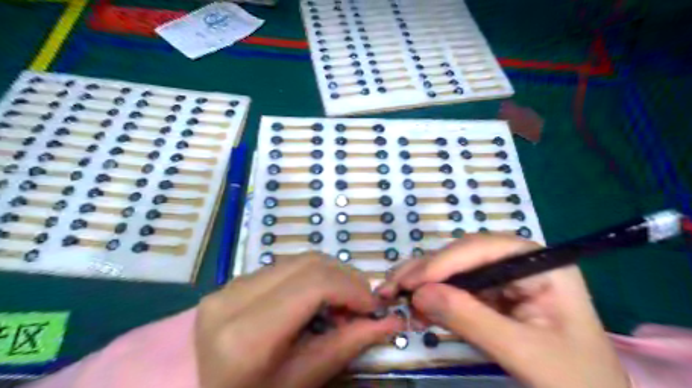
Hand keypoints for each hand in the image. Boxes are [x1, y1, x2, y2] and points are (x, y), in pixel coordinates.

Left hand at [195, 251, 403, 387]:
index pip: (313, 285)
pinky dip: (311, 277)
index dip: (352, 288)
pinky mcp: (232, 282)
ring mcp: (228, 286)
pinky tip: (317, 299)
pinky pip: (284, 267)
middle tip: (362, 304)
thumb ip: (348, 345)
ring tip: (342, 303)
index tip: (374, 306)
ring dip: (330, 275)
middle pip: (308, 264)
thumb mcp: (303, 380)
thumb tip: (391, 321)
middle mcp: (232, 299)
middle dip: (346, 278)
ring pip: (298, 260)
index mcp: (246, 335)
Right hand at [377, 233, 631, 387]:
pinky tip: (417, 309)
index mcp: (540, 264)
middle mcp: (519, 262)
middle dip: (427, 272)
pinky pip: (456, 289)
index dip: (444, 262)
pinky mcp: (492, 296)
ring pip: (454, 270)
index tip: (412, 283)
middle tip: (393, 288)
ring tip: (396, 296)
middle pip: (463, 256)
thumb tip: (419, 294)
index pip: (484, 249)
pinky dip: (433, 298)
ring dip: (424, 283)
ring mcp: (504, 278)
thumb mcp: (524, 353)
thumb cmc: (575, 382)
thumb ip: (470, 319)